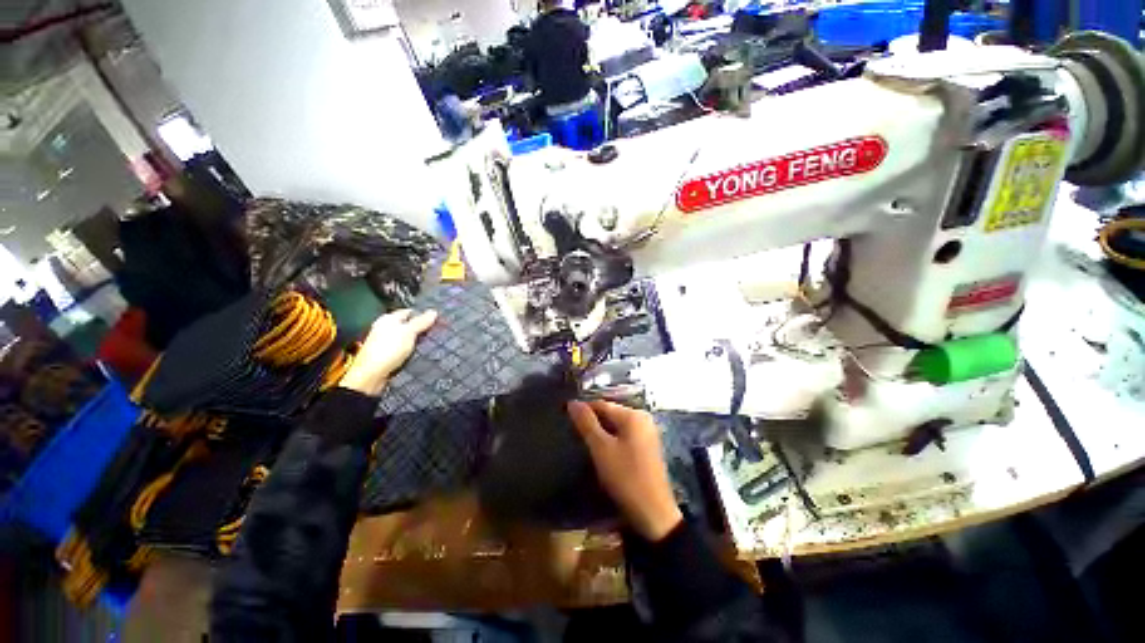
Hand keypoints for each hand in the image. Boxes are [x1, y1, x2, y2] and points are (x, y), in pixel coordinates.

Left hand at [339, 309, 436, 395]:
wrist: (371, 374)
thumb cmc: (388, 349)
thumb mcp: (409, 332)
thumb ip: (421, 322)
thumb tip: (433, 312)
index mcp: (388, 319)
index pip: (409, 312)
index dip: (422, 314)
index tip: (436, 320)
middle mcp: (385, 328)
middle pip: (407, 325)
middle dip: (421, 329)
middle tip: (436, 332)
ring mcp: (386, 342)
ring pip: (406, 338)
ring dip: (417, 341)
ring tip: (431, 342)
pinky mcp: (387, 355)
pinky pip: (404, 349)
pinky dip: (412, 350)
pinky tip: (420, 352)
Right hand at [568, 400, 682, 541]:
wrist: (653, 513)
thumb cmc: (625, 477)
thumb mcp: (601, 448)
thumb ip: (586, 423)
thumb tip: (572, 402)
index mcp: (633, 415)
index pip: (601, 404)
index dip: (582, 409)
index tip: (565, 418)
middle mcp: (643, 418)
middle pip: (610, 413)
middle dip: (592, 422)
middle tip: (574, 434)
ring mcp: (647, 433)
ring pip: (617, 425)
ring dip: (601, 432)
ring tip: (584, 443)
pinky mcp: (648, 447)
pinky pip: (625, 435)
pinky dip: (612, 440)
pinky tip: (602, 452)